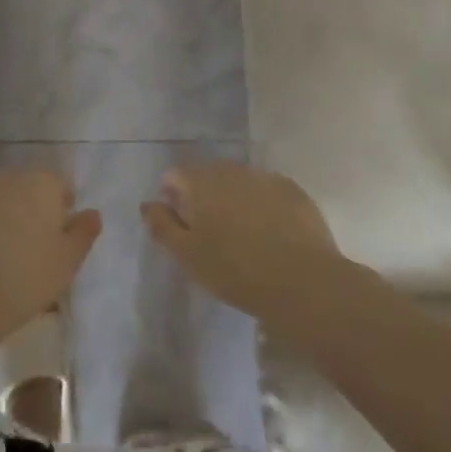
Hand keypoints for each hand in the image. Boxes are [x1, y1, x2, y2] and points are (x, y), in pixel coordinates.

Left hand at [0, 167, 101, 342]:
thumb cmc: (26, 279)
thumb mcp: (68, 262)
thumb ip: (84, 232)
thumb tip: (92, 213)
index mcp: (39, 183)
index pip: (57, 183)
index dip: (60, 206)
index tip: (58, 234)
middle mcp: (4, 176)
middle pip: (22, 186)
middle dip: (27, 207)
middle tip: (28, 245)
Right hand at [141, 161, 344, 320]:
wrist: (303, 282)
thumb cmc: (234, 271)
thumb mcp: (186, 255)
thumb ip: (161, 225)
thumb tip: (148, 203)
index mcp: (200, 181)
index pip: (174, 175)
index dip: (172, 197)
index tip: (181, 226)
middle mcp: (230, 169)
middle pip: (207, 174)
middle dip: (203, 196)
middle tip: (210, 234)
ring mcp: (264, 177)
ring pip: (238, 181)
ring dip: (233, 199)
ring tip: (242, 235)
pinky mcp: (293, 190)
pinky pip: (267, 191)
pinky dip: (262, 204)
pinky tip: (271, 233)